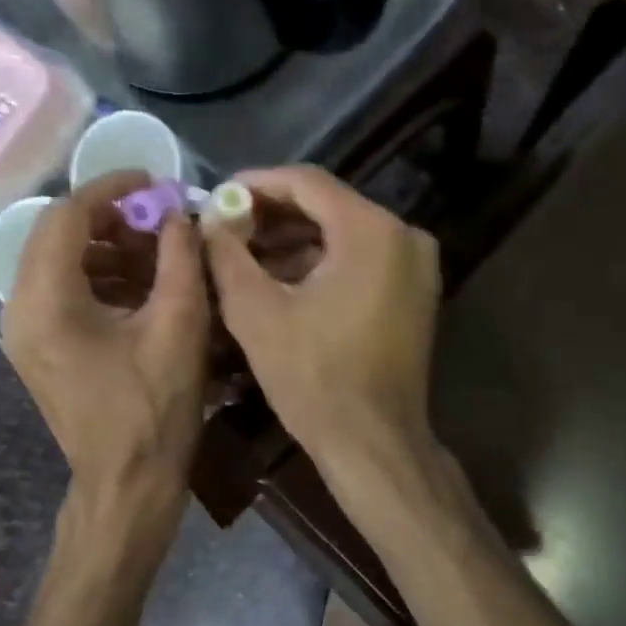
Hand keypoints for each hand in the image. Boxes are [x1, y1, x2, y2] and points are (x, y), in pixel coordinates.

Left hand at [3, 172, 209, 526]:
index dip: (111, 188)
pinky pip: (61, 290)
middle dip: (109, 217)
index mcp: (46, 301)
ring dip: (105, 246)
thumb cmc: (154, 409)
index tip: (154, 182)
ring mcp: (24, 331)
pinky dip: (98, 275)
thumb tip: (178, 214)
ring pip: (57, 260)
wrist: (126, 484)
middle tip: (158, 219)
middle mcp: (20, 308)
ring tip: (157, 252)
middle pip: (55, 233)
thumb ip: (179, 257)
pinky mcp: (37, 347)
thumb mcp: (179, 325)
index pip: (67, 214)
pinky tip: (141, 285)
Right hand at [203, 166, 441, 473]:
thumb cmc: (313, 377)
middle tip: (226, 226)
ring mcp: (415, 265)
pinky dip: (320, 262)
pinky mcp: (414, 292)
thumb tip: (210, 219)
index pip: (307, 182)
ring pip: (343, 233)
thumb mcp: (256, 312)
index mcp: (371, 231)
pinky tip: (279, 278)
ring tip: (243, 254)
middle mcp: (404, 235)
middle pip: (327, 205)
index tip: (217, 194)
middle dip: (272, 214)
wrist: (373, 443)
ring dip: (293, 240)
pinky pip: (360, 258)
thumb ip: (227, 254)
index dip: (256, 183)